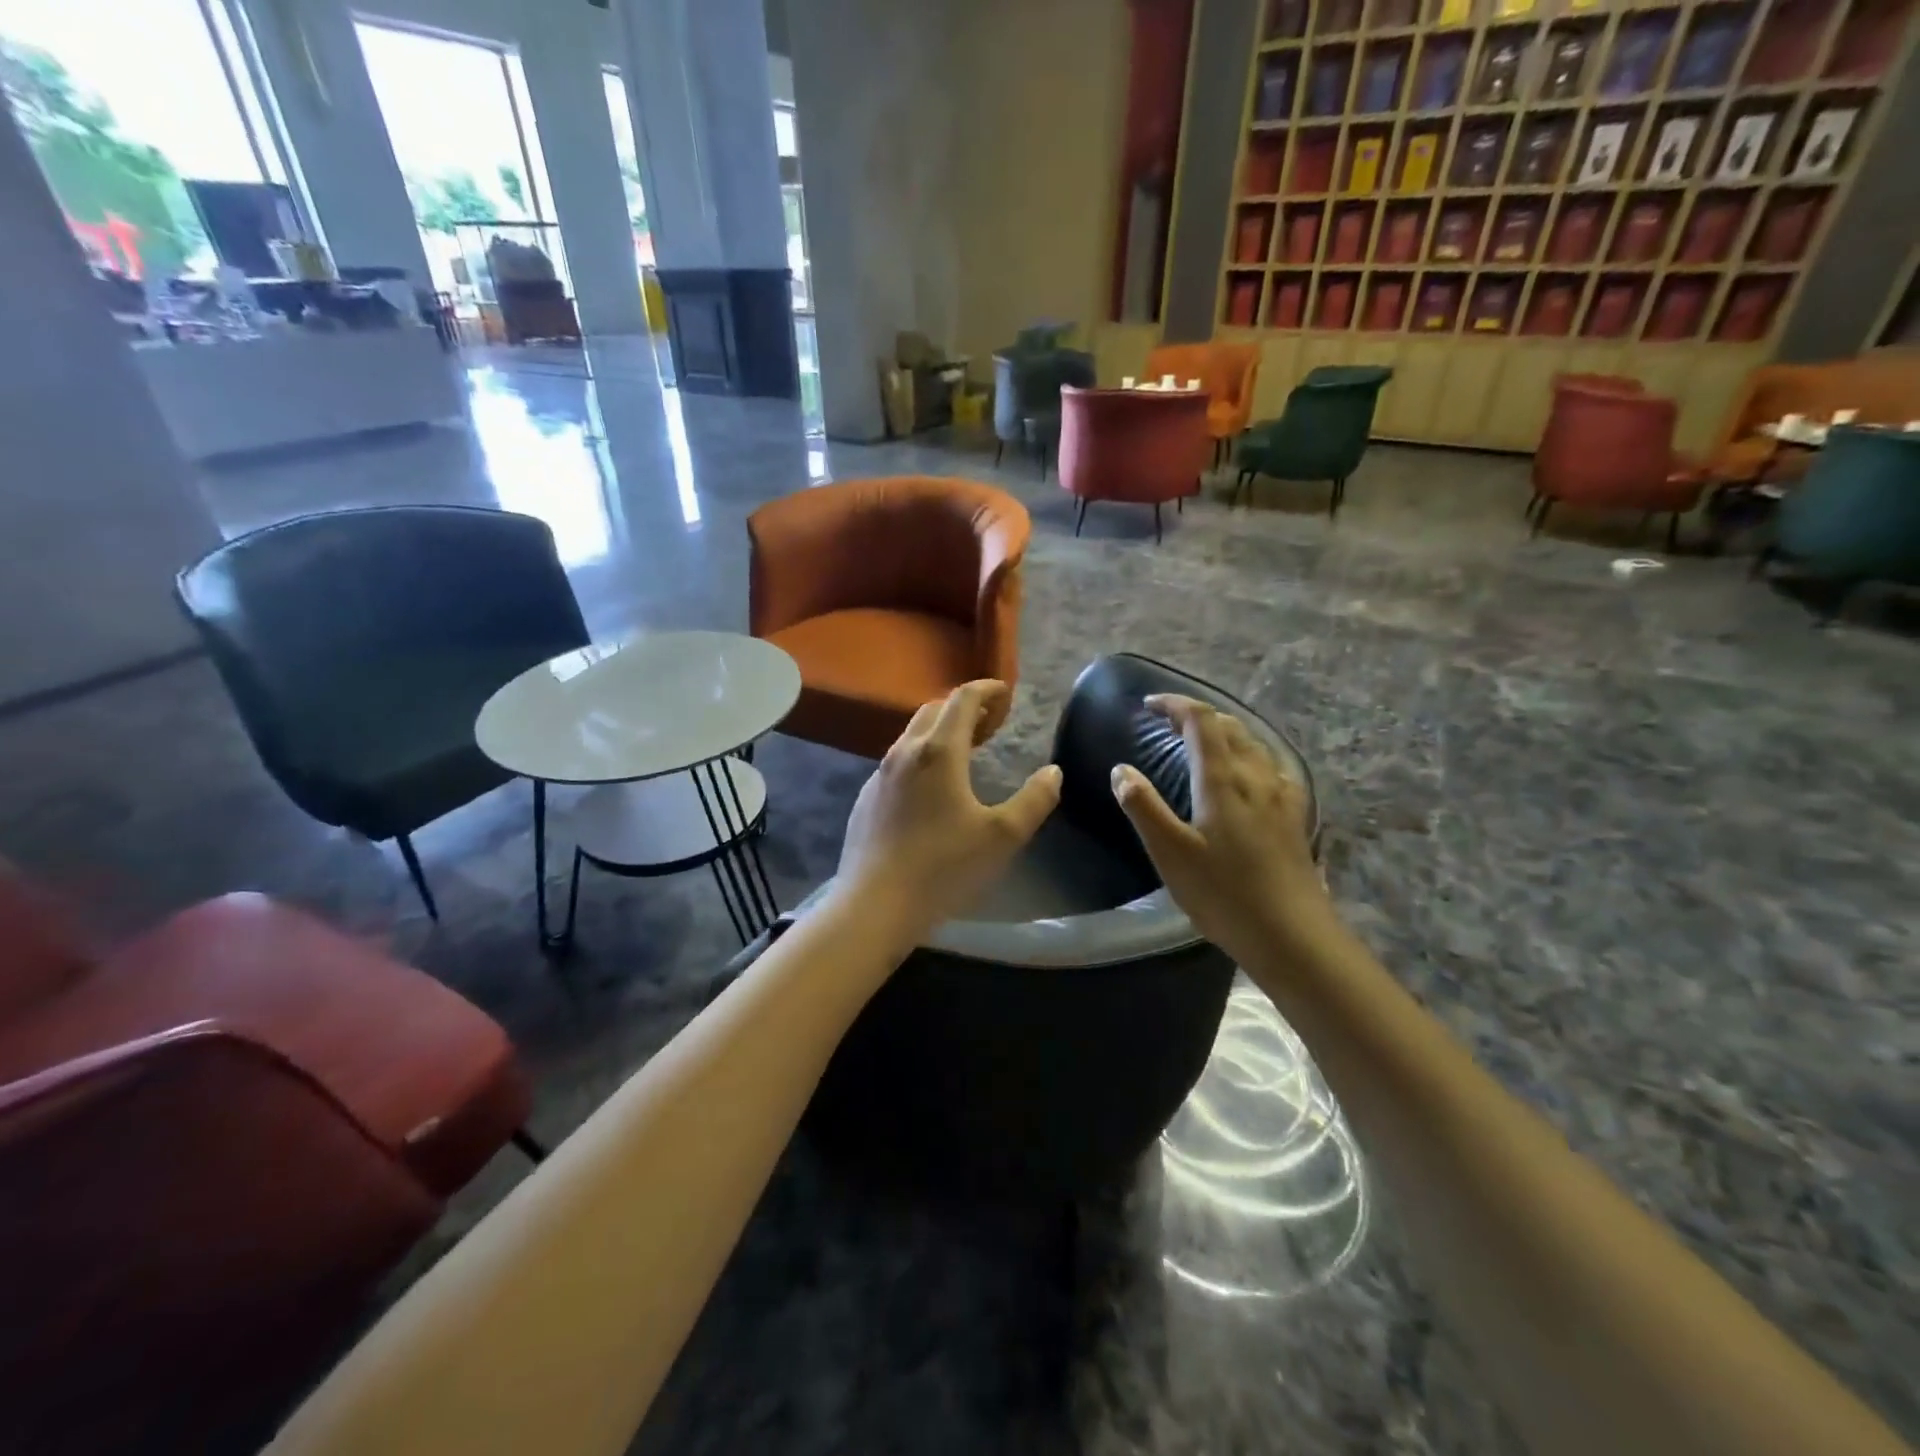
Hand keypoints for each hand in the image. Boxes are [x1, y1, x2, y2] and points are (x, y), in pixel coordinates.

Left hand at [831, 681, 1061, 943]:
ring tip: (965, 749)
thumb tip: (1053, 772)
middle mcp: (904, 752)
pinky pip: (897, 762)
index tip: (1005, 692)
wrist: (875, 904)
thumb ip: (1034, 800)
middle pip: (934, 710)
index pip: (962, 700)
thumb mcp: (1002, 836)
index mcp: (939, 752)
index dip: (986, 690)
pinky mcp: (866, 798)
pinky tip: (931, 786)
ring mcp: (880, 775)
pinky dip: (921, 756)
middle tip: (991, 721)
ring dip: (940, 731)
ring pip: (912, 735)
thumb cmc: (944, 867)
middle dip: (964, 707)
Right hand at [1109, 694, 1331, 963]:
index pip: (1201, 722)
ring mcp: (1281, 796)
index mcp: (1223, 780)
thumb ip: (1143, 807)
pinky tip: (1249, 775)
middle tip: (1168, 723)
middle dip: (1198, 716)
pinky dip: (1251, 756)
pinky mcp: (1294, 817)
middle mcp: (1256, 777)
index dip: (1175, 705)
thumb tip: (1121, 770)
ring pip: (1254, 745)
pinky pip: (1272, 768)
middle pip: (1230, 727)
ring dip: (1225, 733)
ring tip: (1202, 743)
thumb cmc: (1224, 895)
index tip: (1149, 705)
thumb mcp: (1170, 853)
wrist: (1293, 935)